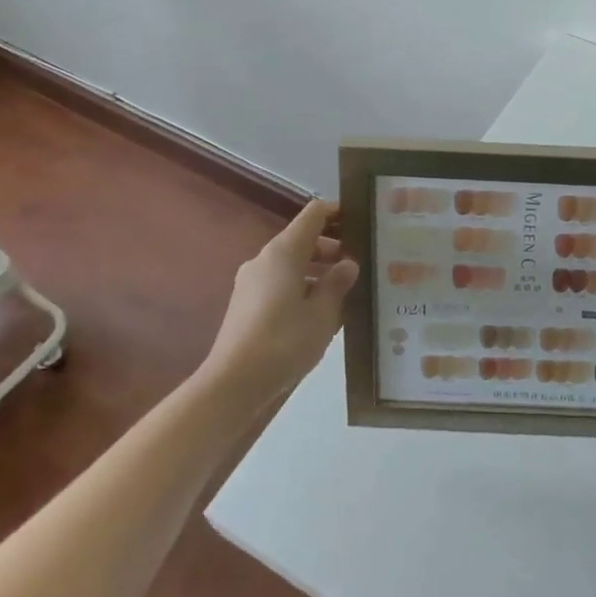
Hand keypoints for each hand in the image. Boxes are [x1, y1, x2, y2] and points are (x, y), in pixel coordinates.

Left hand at [207, 200, 357, 401]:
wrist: (232, 384)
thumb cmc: (284, 341)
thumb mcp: (323, 313)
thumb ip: (338, 283)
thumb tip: (348, 264)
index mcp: (284, 252)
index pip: (314, 214)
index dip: (339, 212)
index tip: (363, 222)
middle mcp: (264, 259)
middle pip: (303, 239)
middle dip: (333, 248)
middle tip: (362, 264)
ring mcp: (251, 282)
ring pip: (291, 264)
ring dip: (318, 271)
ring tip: (346, 292)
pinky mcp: (246, 305)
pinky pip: (280, 283)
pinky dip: (302, 287)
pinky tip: (320, 314)